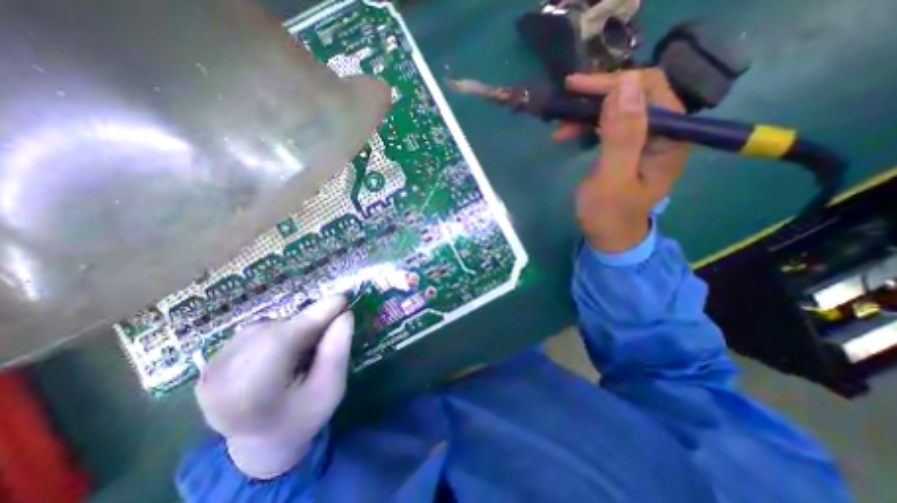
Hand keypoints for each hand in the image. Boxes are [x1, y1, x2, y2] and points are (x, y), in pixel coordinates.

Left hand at [197, 298, 354, 478]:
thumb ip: (337, 352)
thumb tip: (345, 315)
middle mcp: (220, 382)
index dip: (314, 316)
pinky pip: (254, 332)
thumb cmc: (303, 416)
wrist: (261, 443)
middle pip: (274, 331)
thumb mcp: (331, 389)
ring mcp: (210, 372)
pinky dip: (276, 332)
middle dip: (307, 323)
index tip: (342, 299)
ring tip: (304, 347)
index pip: (283, 342)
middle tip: (329, 327)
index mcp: (251, 396)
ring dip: (292, 329)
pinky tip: (283, 350)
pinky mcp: (210, 364)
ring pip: (265, 327)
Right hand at [558, 68, 688, 252]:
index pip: (649, 89)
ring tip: (560, 124)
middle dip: (598, 94)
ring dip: (588, 111)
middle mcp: (663, 132)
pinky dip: (586, 125)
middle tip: (566, 99)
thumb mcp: (612, 178)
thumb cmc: (609, 214)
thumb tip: (624, 86)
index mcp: (670, 137)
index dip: (614, 83)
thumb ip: (621, 136)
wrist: (609, 237)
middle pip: (635, 94)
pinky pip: (609, 124)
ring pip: (619, 108)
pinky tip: (567, 133)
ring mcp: (644, 139)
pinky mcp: (627, 148)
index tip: (576, 87)